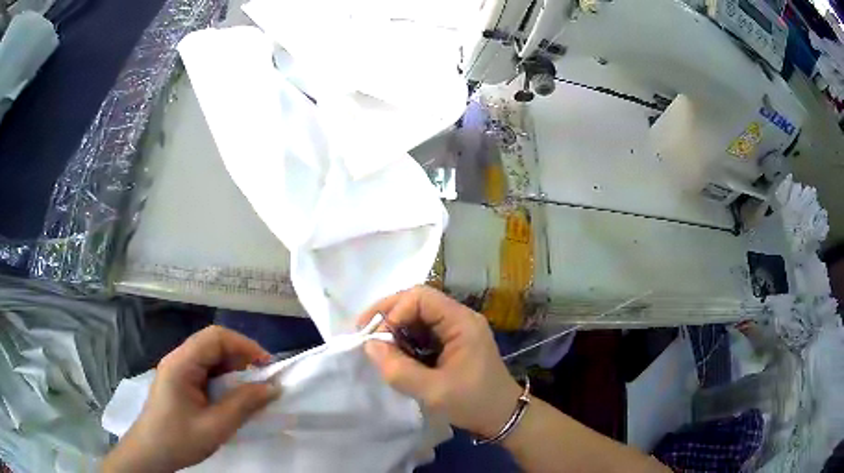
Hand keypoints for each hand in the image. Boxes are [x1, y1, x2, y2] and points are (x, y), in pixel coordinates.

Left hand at [102, 326, 279, 472]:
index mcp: (182, 363)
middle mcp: (178, 359)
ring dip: (233, 370)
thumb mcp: (215, 427)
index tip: (268, 367)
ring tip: (250, 391)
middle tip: (262, 381)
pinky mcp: (179, 382)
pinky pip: (205, 371)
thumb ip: (244, 405)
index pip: (216, 337)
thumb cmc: (179, 440)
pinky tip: (231, 398)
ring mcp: (177, 370)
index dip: (245, 345)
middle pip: (213, 344)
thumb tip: (273, 388)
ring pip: (210, 357)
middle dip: (241, 358)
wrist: (150, 453)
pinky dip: (223, 380)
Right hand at [358, 286, 521, 437]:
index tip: (378, 338)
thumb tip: (369, 345)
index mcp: (462, 322)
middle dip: (388, 314)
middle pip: (417, 301)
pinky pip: (422, 331)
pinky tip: (394, 353)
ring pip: (417, 315)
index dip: (394, 311)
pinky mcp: (451, 342)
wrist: (502, 417)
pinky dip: (404, 339)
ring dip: (394, 327)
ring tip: (376, 345)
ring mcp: (456, 329)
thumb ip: (399, 370)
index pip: (421, 297)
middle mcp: (459, 318)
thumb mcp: (434, 392)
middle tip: (364, 332)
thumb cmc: (474, 403)